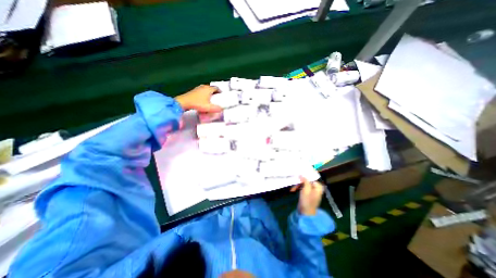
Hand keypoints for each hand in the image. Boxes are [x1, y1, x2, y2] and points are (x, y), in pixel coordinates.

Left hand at [173, 84, 221, 111]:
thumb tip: (221, 109)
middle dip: (215, 93)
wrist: (183, 103)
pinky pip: (201, 92)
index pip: (217, 88)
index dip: (220, 92)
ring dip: (209, 94)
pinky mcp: (193, 92)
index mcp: (208, 89)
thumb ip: (216, 108)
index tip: (221, 96)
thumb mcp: (209, 107)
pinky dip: (204, 96)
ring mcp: (197, 89)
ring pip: (206, 90)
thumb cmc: (197, 104)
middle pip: (211, 89)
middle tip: (217, 99)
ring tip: (211, 101)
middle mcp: (203, 87)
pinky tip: (203, 101)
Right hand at [291, 176, 325, 215]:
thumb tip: (302, 175)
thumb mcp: (306, 190)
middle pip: (308, 182)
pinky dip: (298, 188)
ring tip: (293, 188)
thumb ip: (305, 181)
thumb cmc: (307, 201)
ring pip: (304, 185)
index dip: (306, 177)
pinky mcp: (307, 195)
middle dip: (300, 182)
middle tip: (295, 183)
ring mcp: (311, 192)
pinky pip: (303, 189)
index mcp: (318, 188)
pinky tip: (293, 190)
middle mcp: (316, 189)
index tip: (299, 176)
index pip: (312, 179)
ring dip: (298, 185)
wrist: (305, 213)